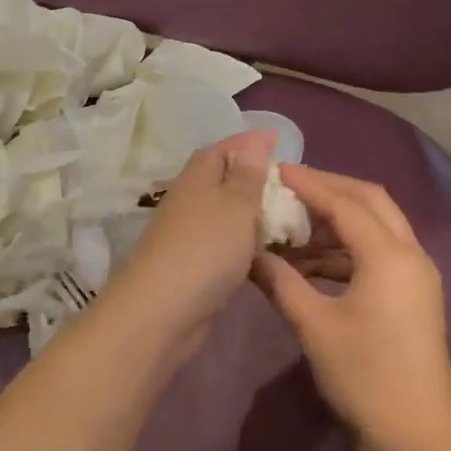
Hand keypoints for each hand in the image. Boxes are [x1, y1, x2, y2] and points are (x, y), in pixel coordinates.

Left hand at [104, 130, 276, 353]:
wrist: (162, 311)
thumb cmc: (205, 249)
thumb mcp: (236, 205)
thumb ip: (247, 176)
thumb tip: (253, 142)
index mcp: (198, 177)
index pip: (223, 148)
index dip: (249, 142)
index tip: (276, 139)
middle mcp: (190, 199)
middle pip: (222, 178)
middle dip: (251, 174)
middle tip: (289, 180)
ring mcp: (189, 234)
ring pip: (224, 212)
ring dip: (249, 210)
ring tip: (285, 213)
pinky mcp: (193, 265)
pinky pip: (225, 242)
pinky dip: (245, 240)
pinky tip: (266, 250)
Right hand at [251, 166, 450, 450]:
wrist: (416, 435)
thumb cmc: (364, 376)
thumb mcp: (314, 326)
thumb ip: (280, 282)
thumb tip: (248, 254)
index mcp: (390, 256)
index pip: (345, 202)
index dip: (309, 184)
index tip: (276, 171)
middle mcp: (410, 254)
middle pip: (370, 200)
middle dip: (330, 188)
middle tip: (290, 185)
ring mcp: (416, 275)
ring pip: (377, 226)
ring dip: (337, 219)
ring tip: (294, 223)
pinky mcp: (413, 294)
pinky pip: (378, 253)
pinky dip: (345, 248)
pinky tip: (310, 262)